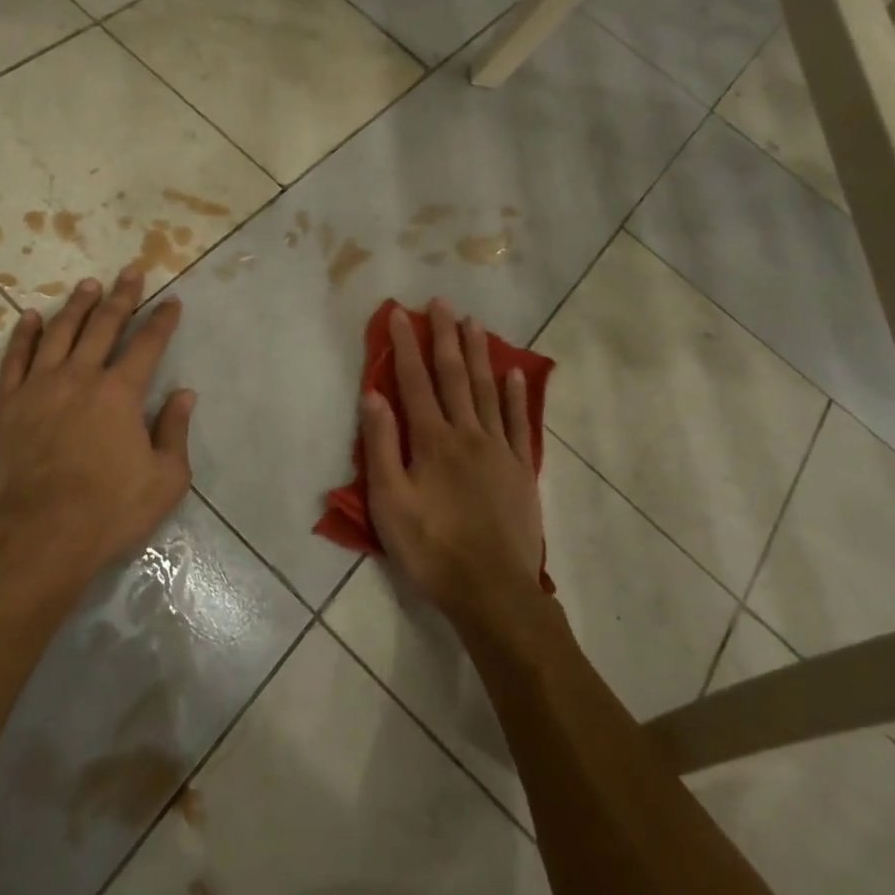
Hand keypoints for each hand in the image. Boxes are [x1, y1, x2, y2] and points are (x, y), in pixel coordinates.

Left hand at [0, 269, 195, 598]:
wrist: (34, 537)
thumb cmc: (107, 512)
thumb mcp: (164, 480)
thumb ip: (175, 432)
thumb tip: (184, 395)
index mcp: (121, 393)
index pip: (148, 345)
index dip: (162, 320)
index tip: (171, 301)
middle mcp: (81, 377)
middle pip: (104, 325)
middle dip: (122, 296)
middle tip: (131, 271)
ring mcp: (39, 387)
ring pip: (60, 332)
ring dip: (77, 305)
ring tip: (89, 285)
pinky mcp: (5, 404)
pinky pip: (16, 359)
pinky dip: (25, 334)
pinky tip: (31, 317)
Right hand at [362, 300, 543, 628]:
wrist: (492, 591)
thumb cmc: (431, 548)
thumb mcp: (390, 502)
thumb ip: (381, 445)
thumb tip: (373, 394)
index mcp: (432, 440)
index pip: (414, 381)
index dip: (405, 345)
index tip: (400, 313)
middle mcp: (467, 433)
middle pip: (455, 376)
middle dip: (445, 337)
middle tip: (442, 302)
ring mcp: (499, 450)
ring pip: (488, 391)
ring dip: (479, 355)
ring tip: (474, 324)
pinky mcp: (521, 470)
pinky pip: (520, 423)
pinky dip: (516, 396)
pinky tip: (515, 374)